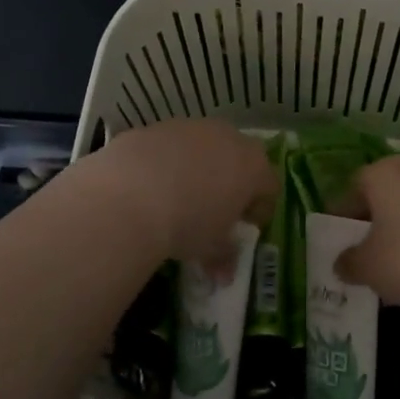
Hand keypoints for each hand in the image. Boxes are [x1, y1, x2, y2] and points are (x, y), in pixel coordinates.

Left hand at [84, 119, 276, 271]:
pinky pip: (170, 146)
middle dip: (232, 181)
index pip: (270, 185)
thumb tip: (225, 272)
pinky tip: (149, 186)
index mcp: (252, 166)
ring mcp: (190, 127)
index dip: (261, 208)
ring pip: (203, 146)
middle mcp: (227, 137)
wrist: (129, 196)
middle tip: (216, 209)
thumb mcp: (210, 248)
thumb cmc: (187, 224)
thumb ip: (224, 256)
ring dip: (198, 167)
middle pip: (239, 157)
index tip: (246, 226)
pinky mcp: (156, 127)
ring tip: (179, 197)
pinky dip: (166, 162)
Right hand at [334, 155, 399, 313]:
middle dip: (372, 228)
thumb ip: (349, 263)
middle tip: (365, 260)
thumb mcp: (370, 268)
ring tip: (396, 271)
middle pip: (381, 199)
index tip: (339, 248)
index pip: (350, 193)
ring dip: (399, 234)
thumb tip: (342, 262)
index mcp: (380, 174)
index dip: (341, 221)